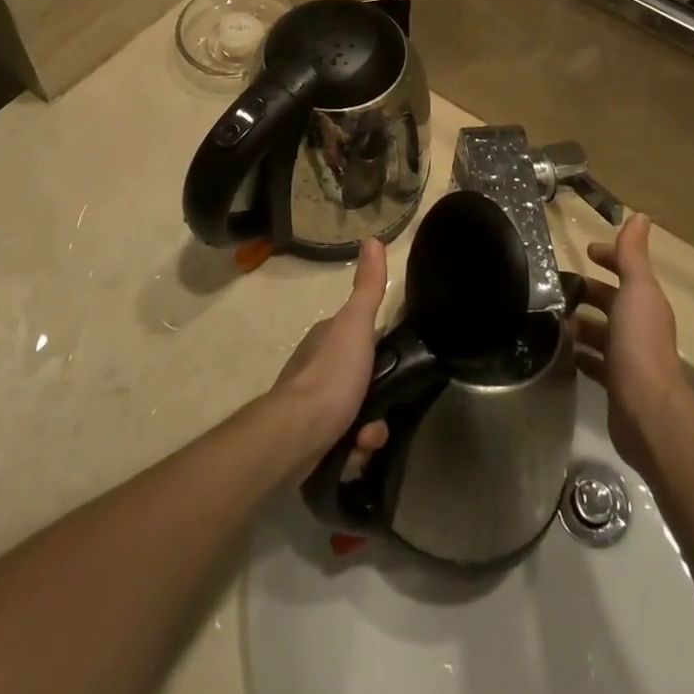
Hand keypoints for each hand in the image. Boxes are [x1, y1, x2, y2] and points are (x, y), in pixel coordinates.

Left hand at [271, 239, 389, 472]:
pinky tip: (354, 454)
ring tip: (367, 439)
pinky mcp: (310, 439)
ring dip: (370, 430)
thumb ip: (368, 287)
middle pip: (363, 382)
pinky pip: (344, 443)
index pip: (364, 338)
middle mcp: (318, 368)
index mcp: (328, 338)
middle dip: (379, 400)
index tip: (397, 366)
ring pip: (357, 415)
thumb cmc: (330, 374)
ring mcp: (313, 405)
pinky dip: (354, 450)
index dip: (383, 352)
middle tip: (382, 412)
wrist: (296, 434)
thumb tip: (373, 239)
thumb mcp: (356, 323)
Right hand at [570, 215, 690, 479]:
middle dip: (588, 292)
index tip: (585, 252)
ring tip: (550, 319)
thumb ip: (633, 254)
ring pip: (601, 332)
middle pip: (611, 301)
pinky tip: (559, 353)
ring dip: (580, 324)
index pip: (627, 270)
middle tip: (555, 287)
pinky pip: (594, 362)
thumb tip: (640, 215)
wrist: (647, 410)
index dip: (609, 257)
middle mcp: (640, 326)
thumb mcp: (637, 289)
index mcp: (646, 301)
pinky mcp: (616, 384)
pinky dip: (580, 354)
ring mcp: (629, 357)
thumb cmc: (640, 342)